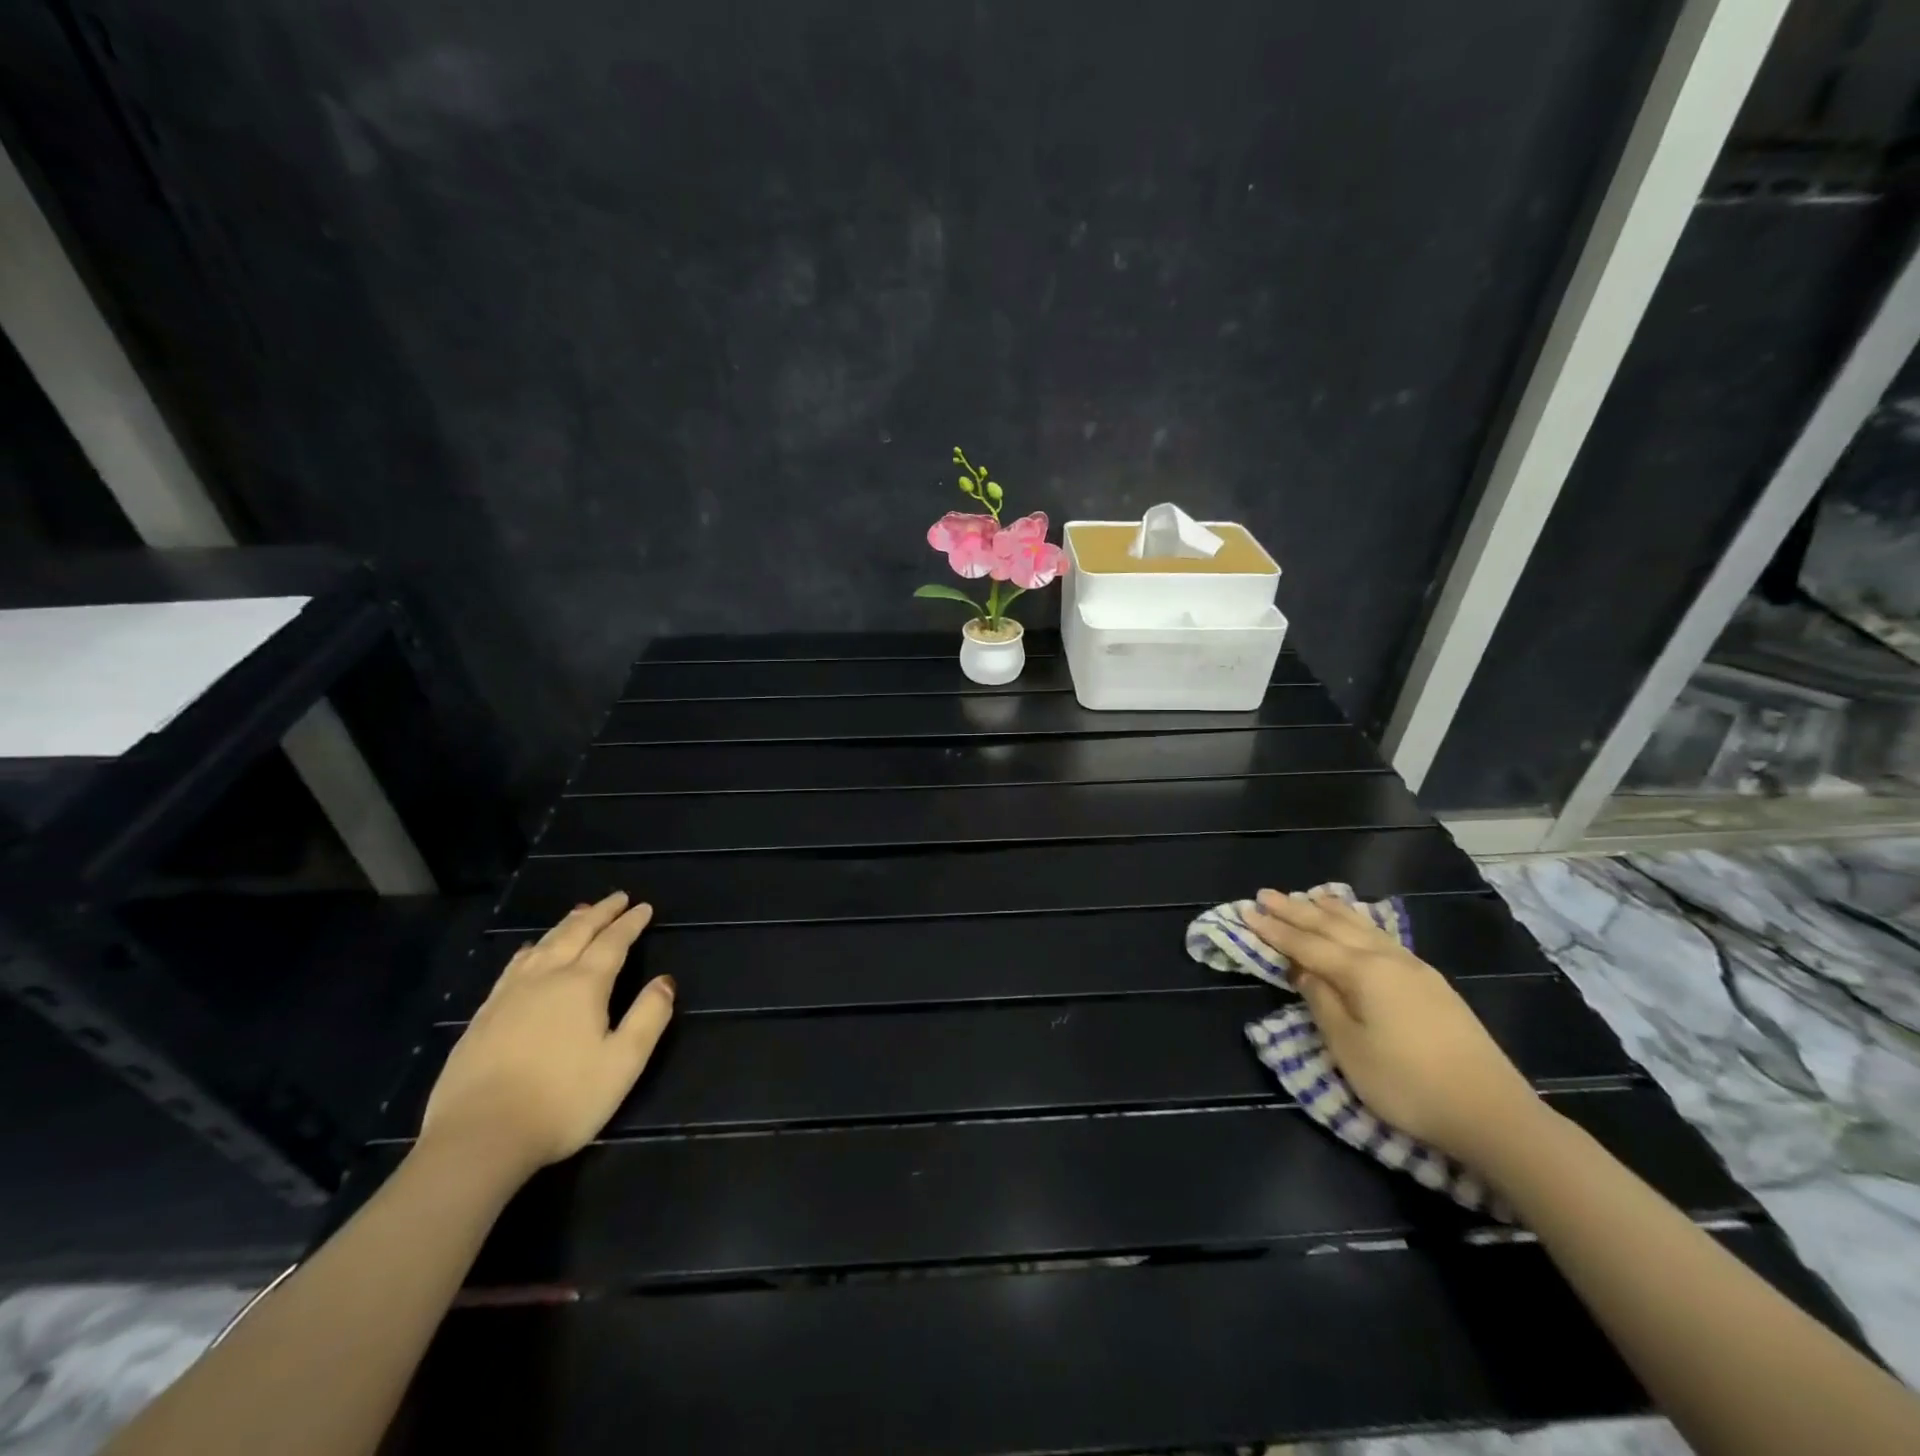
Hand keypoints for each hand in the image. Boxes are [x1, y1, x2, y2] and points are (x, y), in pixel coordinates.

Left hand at [421, 891, 674, 1178]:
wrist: (478, 1139)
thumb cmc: (563, 1101)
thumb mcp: (623, 1063)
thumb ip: (649, 1017)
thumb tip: (665, 981)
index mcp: (583, 986)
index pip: (613, 942)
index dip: (630, 923)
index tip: (643, 907)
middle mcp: (546, 979)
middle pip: (576, 934)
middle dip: (599, 913)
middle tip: (617, 898)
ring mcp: (509, 996)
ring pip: (542, 945)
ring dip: (566, 925)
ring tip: (580, 913)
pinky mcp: (483, 1017)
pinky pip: (513, 967)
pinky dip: (530, 950)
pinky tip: (528, 952)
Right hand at [1246, 888, 1542, 1168]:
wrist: (1492, 1113)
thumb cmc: (1407, 1083)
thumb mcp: (1349, 1047)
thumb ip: (1322, 1002)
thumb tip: (1304, 970)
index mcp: (1362, 972)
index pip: (1306, 945)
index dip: (1274, 930)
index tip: (1246, 912)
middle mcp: (1387, 959)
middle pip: (1332, 927)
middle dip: (1296, 911)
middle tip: (1266, 894)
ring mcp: (1414, 969)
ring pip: (1362, 927)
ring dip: (1330, 911)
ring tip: (1310, 896)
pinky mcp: (1432, 985)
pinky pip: (1382, 937)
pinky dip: (1360, 924)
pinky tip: (1359, 924)